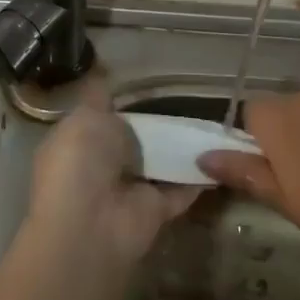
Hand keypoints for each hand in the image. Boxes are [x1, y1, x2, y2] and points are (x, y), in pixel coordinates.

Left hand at [25, 83, 202, 270]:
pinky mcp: (156, 211)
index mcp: (76, 142)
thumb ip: (100, 98)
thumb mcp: (86, 116)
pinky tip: (223, 155)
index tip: (150, 87)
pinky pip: (181, 188)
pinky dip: (200, 176)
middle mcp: (101, 167)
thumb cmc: (81, 160)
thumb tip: (103, 76)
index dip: (121, 104)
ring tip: (212, 122)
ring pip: (158, 164)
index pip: (100, 119)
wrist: (90, 222)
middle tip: (191, 101)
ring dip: (180, 149)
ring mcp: (129, 191)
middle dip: (156, 125)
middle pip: (133, 142)